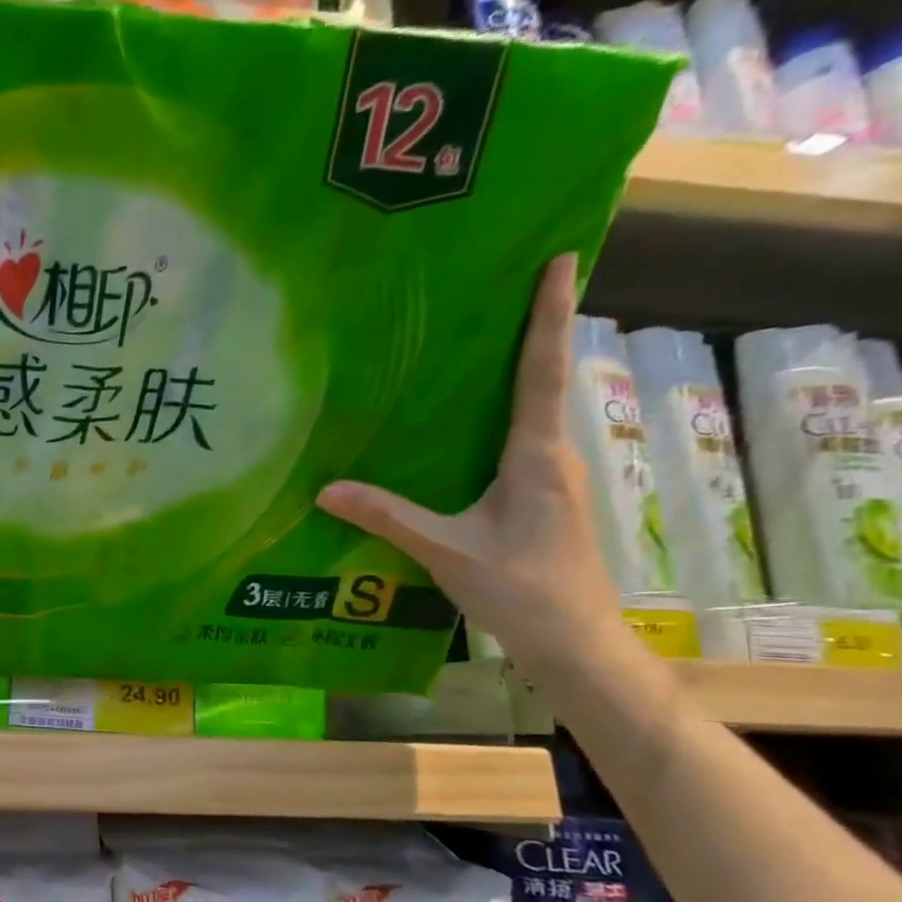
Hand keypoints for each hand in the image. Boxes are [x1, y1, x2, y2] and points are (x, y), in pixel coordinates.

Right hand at [315, 253, 622, 677]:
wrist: (577, 643)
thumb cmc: (521, 589)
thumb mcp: (444, 550)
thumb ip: (386, 515)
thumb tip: (325, 489)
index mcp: (536, 456)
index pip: (541, 372)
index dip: (549, 315)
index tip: (563, 259)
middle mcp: (553, 457)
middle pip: (545, 380)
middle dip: (534, 331)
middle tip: (508, 288)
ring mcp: (553, 481)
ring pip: (534, 413)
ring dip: (518, 374)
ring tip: (481, 346)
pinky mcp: (543, 501)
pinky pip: (520, 443)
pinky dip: (501, 418)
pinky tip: (465, 429)